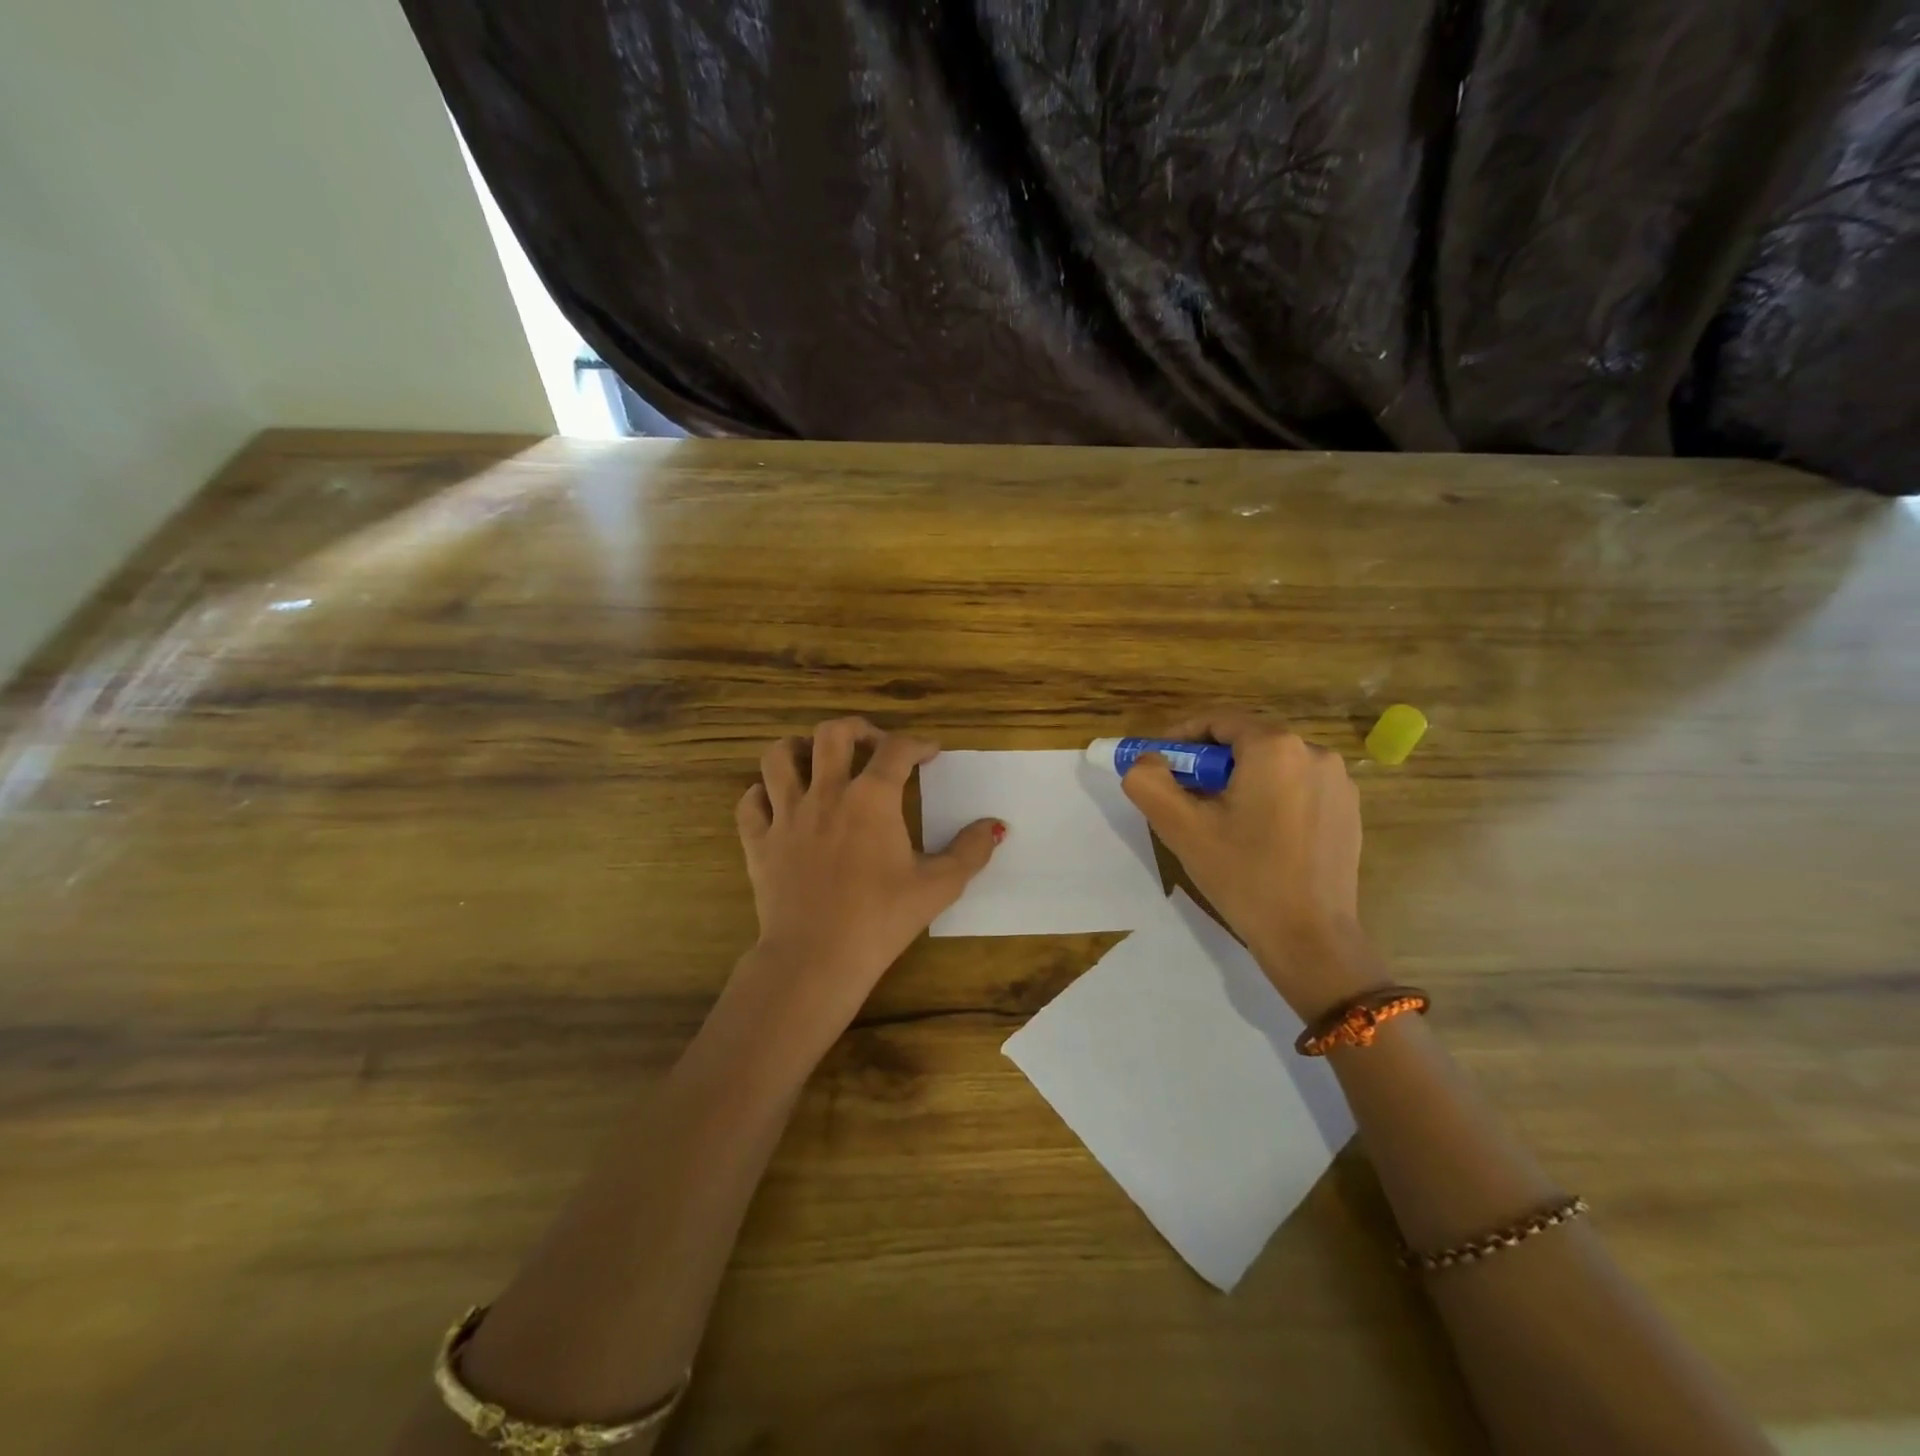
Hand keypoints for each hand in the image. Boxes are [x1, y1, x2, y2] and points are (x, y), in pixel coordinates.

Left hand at [731, 718, 1002, 1050]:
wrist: (816, 958)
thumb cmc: (881, 920)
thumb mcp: (938, 887)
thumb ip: (971, 851)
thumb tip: (996, 826)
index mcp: (872, 799)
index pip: (897, 750)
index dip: (918, 744)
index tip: (930, 753)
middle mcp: (826, 794)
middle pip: (832, 734)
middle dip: (857, 729)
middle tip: (873, 745)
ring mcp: (786, 815)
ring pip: (778, 757)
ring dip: (798, 749)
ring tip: (816, 760)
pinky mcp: (759, 842)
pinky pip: (750, 802)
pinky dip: (763, 794)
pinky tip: (777, 803)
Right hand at [1121, 710, 1380, 1017]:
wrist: (1310, 938)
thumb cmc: (1243, 876)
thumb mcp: (1181, 828)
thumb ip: (1148, 782)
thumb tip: (1146, 761)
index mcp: (1275, 748)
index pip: (1218, 721)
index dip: (1182, 737)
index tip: (1160, 764)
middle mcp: (1314, 752)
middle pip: (1246, 741)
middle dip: (1209, 762)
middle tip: (1184, 795)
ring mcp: (1339, 782)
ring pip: (1272, 765)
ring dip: (1240, 779)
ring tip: (1219, 819)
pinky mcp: (1349, 810)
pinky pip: (1298, 786)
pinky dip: (1270, 796)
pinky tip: (1257, 835)